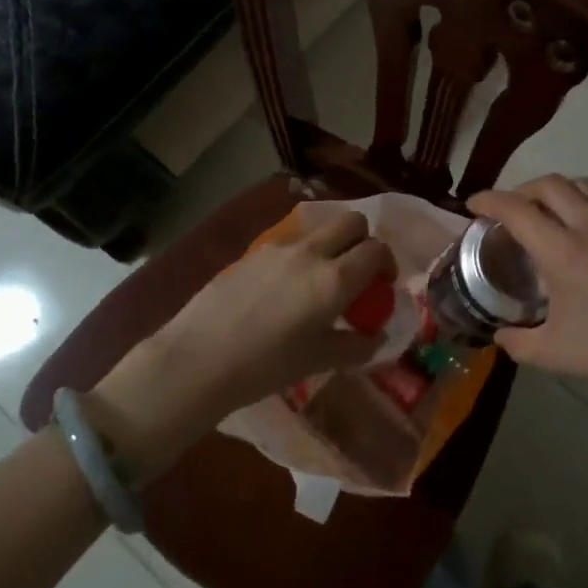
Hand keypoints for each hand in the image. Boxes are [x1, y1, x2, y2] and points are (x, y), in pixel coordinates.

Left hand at [145, 208, 396, 413]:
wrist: (200, 358)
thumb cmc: (266, 365)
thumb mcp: (319, 361)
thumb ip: (356, 346)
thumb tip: (377, 337)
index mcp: (334, 279)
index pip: (376, 250)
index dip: (387, 263)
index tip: (382, 285)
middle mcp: (310, 253)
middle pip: (351, 222)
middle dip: (363, 240)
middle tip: (357, 273)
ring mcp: (278, 248)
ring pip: (318, 230)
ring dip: (331, 246)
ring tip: (319, 283)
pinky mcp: (252, 253)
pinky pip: (289, 244)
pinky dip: (301, 256)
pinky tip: (284, 291)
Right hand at [468, 176, 587, 397]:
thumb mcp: (554, 354)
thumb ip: (517, 343)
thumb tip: (500, 336)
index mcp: (562, 250)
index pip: (516, 209)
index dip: (488, 200)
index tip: (471, 205)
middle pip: (547, 184)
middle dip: (518, 190)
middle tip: (505, 211)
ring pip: (578, 185)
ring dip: (551, 190)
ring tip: (541, 213)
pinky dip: (577, 203)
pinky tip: (577, 234)